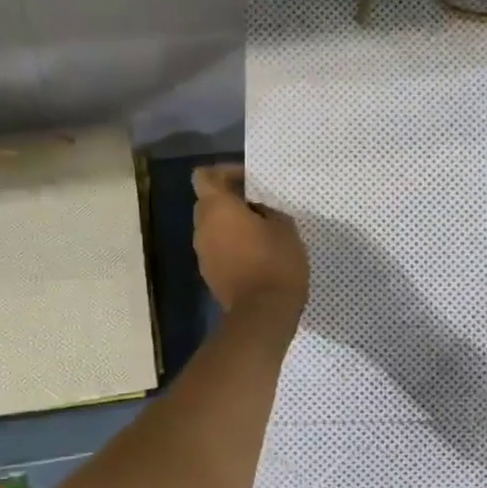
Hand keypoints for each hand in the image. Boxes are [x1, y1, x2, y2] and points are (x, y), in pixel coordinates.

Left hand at [192, 164, 308, 317]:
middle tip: (260, 206)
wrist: (262, 314)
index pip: (204, 177)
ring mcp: (203, 254)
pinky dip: (232, 247)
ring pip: (213, 229)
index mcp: (217, 208)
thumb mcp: (284, 227)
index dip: (224, 172)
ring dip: (231, 226)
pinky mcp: (210, 276)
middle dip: (230, 200)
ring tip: (261, 233)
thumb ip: (267, 211)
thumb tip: (257, 211)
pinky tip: (257, 256)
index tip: (249, 180)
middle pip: (208, 203)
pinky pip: (218, 250)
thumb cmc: (276, 263)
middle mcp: (202, 228)